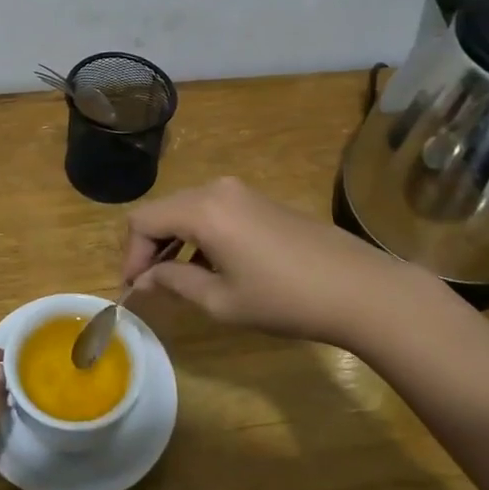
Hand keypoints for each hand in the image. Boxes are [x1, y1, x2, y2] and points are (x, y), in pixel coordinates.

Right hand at [122, 177, 425, 347]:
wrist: (357, 288)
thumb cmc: (284, 299)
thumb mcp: (221, 300)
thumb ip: (175, 282)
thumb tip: (145, 278)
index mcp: (202, 209)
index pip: (143, 221)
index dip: (131, 254)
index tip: (134, 289)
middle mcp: (216, 189)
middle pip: (163, 211)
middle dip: (149, 247)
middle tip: (149, 286)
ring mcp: (240, 191)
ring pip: (187, 210)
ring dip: (174, 241)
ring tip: (177, 281)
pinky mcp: (259, 200)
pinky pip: (212, 211)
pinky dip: (198, 235)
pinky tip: (209, 267)